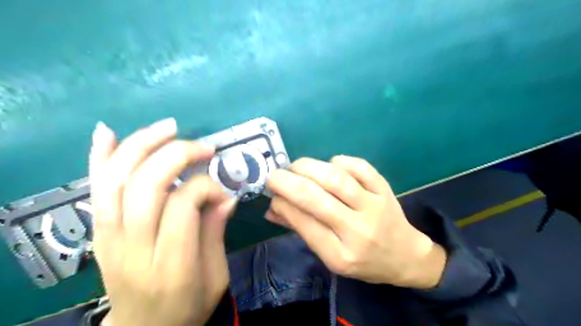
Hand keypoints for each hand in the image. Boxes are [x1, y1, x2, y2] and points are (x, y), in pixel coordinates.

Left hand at [90, 118, 234, 325]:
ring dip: (143, 145)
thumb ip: (216, 233)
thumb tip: (226, 195)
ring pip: (117, 181)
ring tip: (169, 127)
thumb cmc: (187, 306)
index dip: (205, 188)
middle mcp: (133, 250)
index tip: (222, 192)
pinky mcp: (98, 233)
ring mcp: (108, 240)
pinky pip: (96, 190)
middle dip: (178, 155)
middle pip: (146, 187)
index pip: (181, 207)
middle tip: (205, 148)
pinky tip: (108, 132)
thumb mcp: (216, 277)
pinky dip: (100, 157)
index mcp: (172, 267)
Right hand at [266, 156, 444, 288]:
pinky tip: (330, 165)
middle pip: (315, 198)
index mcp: (339, 255)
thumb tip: (272, 209)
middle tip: (275, 175)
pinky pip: (360, 167)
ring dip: (308, 167)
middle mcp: (357, 231)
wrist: (405, 256)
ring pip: (335, 179)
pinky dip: (339, 161)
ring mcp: (373, 207)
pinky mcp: (384, 189)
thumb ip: (301, 230)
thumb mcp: (330, 257)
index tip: (271, 193)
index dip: (282, 202)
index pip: (303, 222)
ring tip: (296, 167)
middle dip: (286, 181)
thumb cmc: (363, 261)